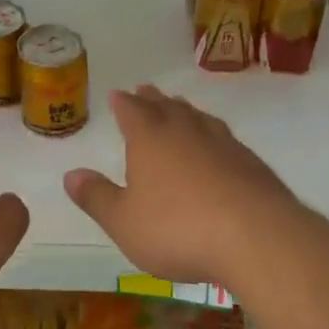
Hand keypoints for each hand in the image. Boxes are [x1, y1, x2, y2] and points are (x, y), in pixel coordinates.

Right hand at [64, 85, 313, 294]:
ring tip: (180, 108)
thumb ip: (97, 197)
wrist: (257, 238)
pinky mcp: (251, 164)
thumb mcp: (124, 221)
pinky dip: (213, 136)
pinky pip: (225, 139)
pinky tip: (218, 146)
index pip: (132, 112)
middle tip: (146, 90)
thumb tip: (70, 174)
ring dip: (185, 111)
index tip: (117, 94)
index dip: (123, 103)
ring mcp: (223, 144)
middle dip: (153, 100)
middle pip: (167, 107)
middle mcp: (186, 132)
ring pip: (199, 119)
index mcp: (150, 139)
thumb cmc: (178, 229)